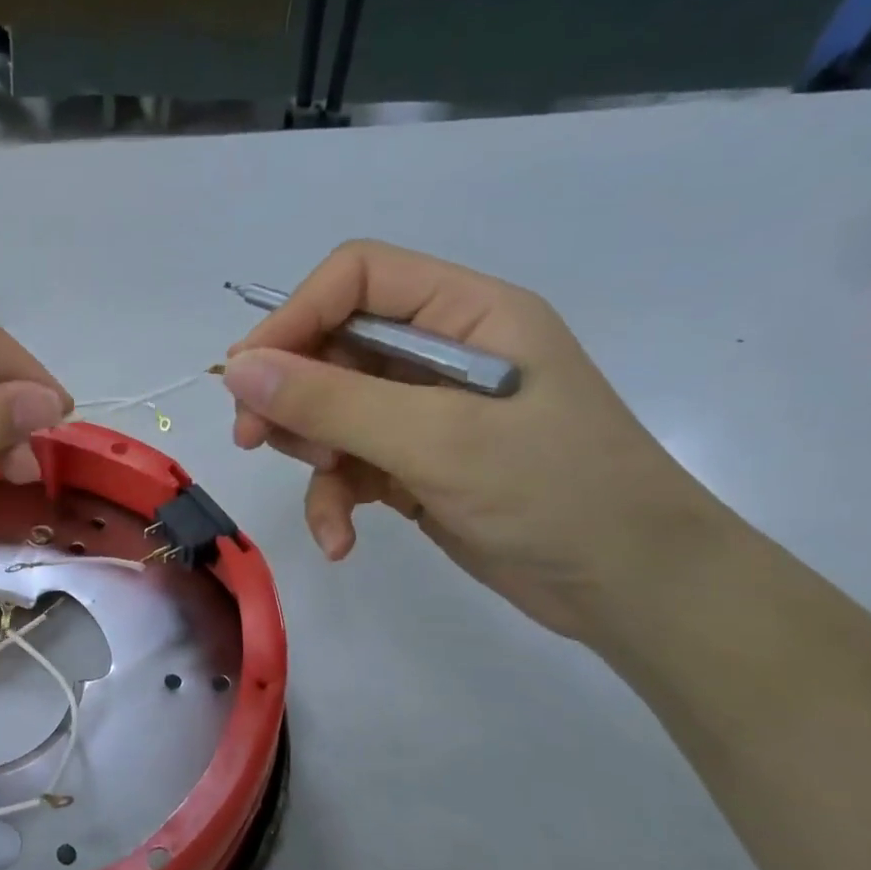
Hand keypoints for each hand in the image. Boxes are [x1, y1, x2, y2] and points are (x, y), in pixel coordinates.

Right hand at [223, 240, 726, 639]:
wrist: (634, 590)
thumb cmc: (557, 492)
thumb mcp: (437, 440)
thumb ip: (331, 401)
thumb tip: (236, 369)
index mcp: (465, 314)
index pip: (356, 279)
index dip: (295, 316)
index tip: (249, 375)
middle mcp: (439, 353)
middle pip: (330, 346)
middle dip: (292, 396)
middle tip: (254, 439)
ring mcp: (424, 412)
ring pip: (328, 411)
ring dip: (311, 453)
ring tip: (326, 490)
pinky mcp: (413, 464)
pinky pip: (347, 465)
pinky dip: (333, 500)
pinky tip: (340, 540)